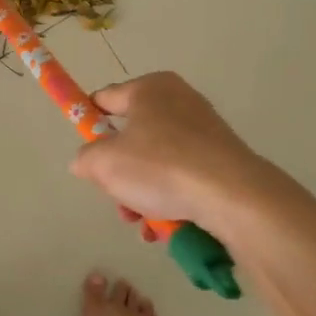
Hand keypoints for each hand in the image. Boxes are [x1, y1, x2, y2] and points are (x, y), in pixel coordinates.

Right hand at [68, 72, 274, 231]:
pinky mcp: (221, 158)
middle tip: (116, 197)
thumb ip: (85, 158)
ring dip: (142, 194)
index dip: (88, 120)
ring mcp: (204, 130)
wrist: (232, 195)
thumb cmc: (160, 166)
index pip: (105, 98)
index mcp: (149, 88)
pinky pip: (183, 176)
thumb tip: (86, 162)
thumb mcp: (105, 163)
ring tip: (142, 222)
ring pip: (156, 162)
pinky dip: (170, 199)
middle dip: (120, 173)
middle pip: (132, 137)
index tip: (83, 148)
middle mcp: (178, 100)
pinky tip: (165, 226)